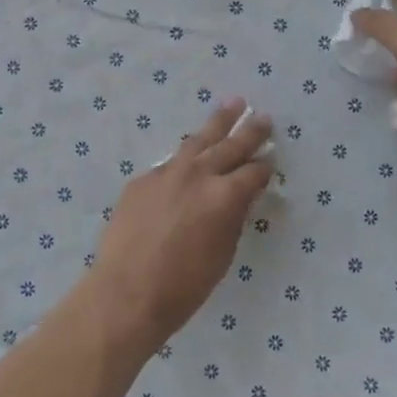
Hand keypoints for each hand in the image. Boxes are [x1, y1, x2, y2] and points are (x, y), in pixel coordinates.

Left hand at [86, 100, 272, 350]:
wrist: (126, 293)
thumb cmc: (184, 286)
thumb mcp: (222, 254)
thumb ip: (233, 218)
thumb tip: (240, 197)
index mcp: (225, 196)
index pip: (253, 173)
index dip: (265, 168)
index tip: (270, 162)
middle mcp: (198, 175)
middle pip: (230, 145)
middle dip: (250, 131)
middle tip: (264, 117)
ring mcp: (166, 172)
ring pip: (198, 140)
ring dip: (218, 122)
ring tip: (233, 104)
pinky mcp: (142, 180)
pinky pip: (170, 163)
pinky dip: (184, 158)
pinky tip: (189, 157)